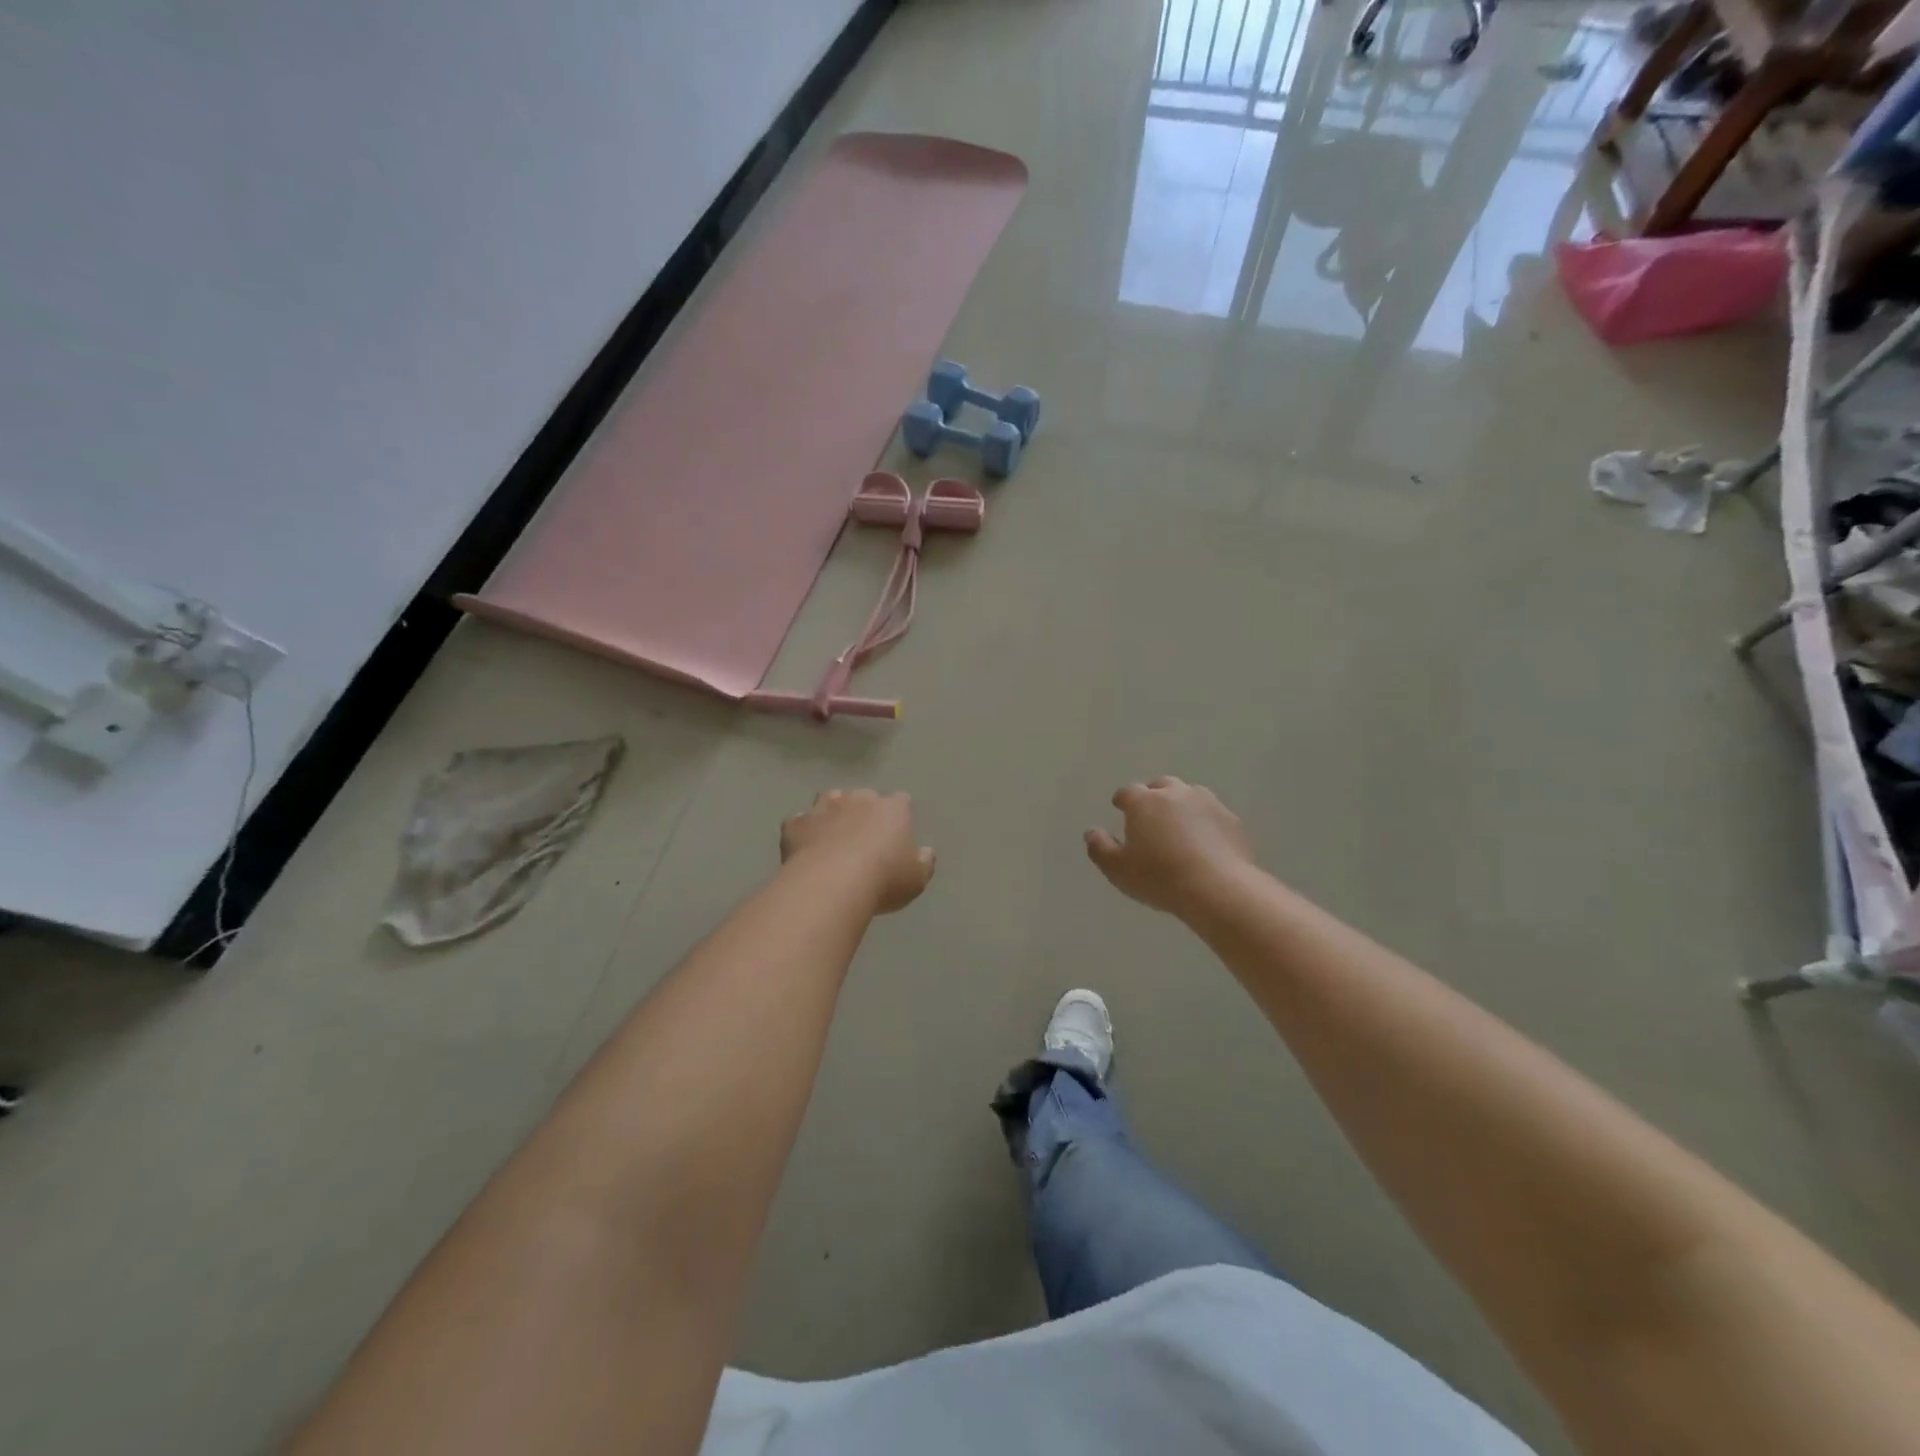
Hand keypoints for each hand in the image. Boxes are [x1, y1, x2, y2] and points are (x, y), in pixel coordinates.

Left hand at [781, 789, 935, 914]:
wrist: (832, 883)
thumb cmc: (883, 879)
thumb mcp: (916, 879)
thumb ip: (924, 862)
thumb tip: (925, 852)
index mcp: (892, 808)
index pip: (901, 801)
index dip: (898, 815)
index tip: (896, 833)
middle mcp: (858, 799)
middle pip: (863, 797)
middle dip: (863, 811)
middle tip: (862, 839)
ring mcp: (823, 808)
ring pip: (829, 800)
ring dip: (832, 814)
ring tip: (831, 837)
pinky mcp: (796, 823)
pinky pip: (800, 822)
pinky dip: (803, 831)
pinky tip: (804, 848)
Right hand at [1085, 777, 1255, 915]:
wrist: (1218, 889)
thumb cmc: (1160, 877)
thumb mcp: (1118, 870)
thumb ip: (1100, 848)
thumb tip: (1091, 832)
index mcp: (1144, 802)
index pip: (1128, 792)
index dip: (1122, 800)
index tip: (1120, 808)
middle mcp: (1175, 793)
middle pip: (1161, 786)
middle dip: (1153, 795)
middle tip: (1150, 814)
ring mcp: (1207, 803)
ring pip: (1190, 795)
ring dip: (1181, 805)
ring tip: (1179, 826)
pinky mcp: (1232, 820)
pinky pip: (1212, 814)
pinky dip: (1205, 822)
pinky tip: (1205, 841)